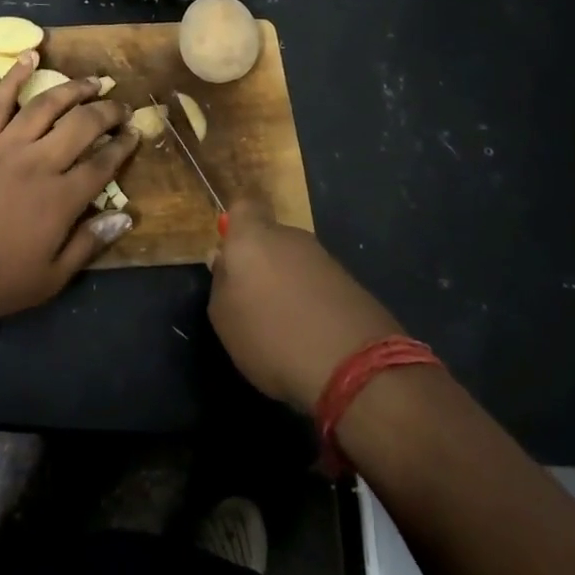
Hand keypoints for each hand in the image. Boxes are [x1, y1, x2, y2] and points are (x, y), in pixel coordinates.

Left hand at [0, 52, 140, 327]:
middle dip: (108, 112)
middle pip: (82, 126)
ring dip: (74, 89)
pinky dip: (14, 76)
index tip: (135, 133)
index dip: (123, 147)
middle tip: (122, 106)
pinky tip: (30, 57)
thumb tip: (124, 216)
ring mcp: (4, 147)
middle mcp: (38, 163)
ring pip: (46, 106)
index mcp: (60, 199)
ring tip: (93, 81)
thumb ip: (88, 245)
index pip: (102, 164)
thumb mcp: (48, 279)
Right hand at [207, 200, 404, 413]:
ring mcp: (325, 259)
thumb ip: (220, 281)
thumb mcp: (223, 316)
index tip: (230, 253)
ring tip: (284, 325)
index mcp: (253, 237)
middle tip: (253, 299)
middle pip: (270, 238)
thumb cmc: (271, 336)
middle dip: (262, 261)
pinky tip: (312, 334)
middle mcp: (291, 237)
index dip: (237, 225)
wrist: (354, 368)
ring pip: (296, 262)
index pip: (243, 207)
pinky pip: (319, 284)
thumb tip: (224, 260)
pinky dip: (313, 301)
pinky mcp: (352, 283)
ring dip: (288, 283)